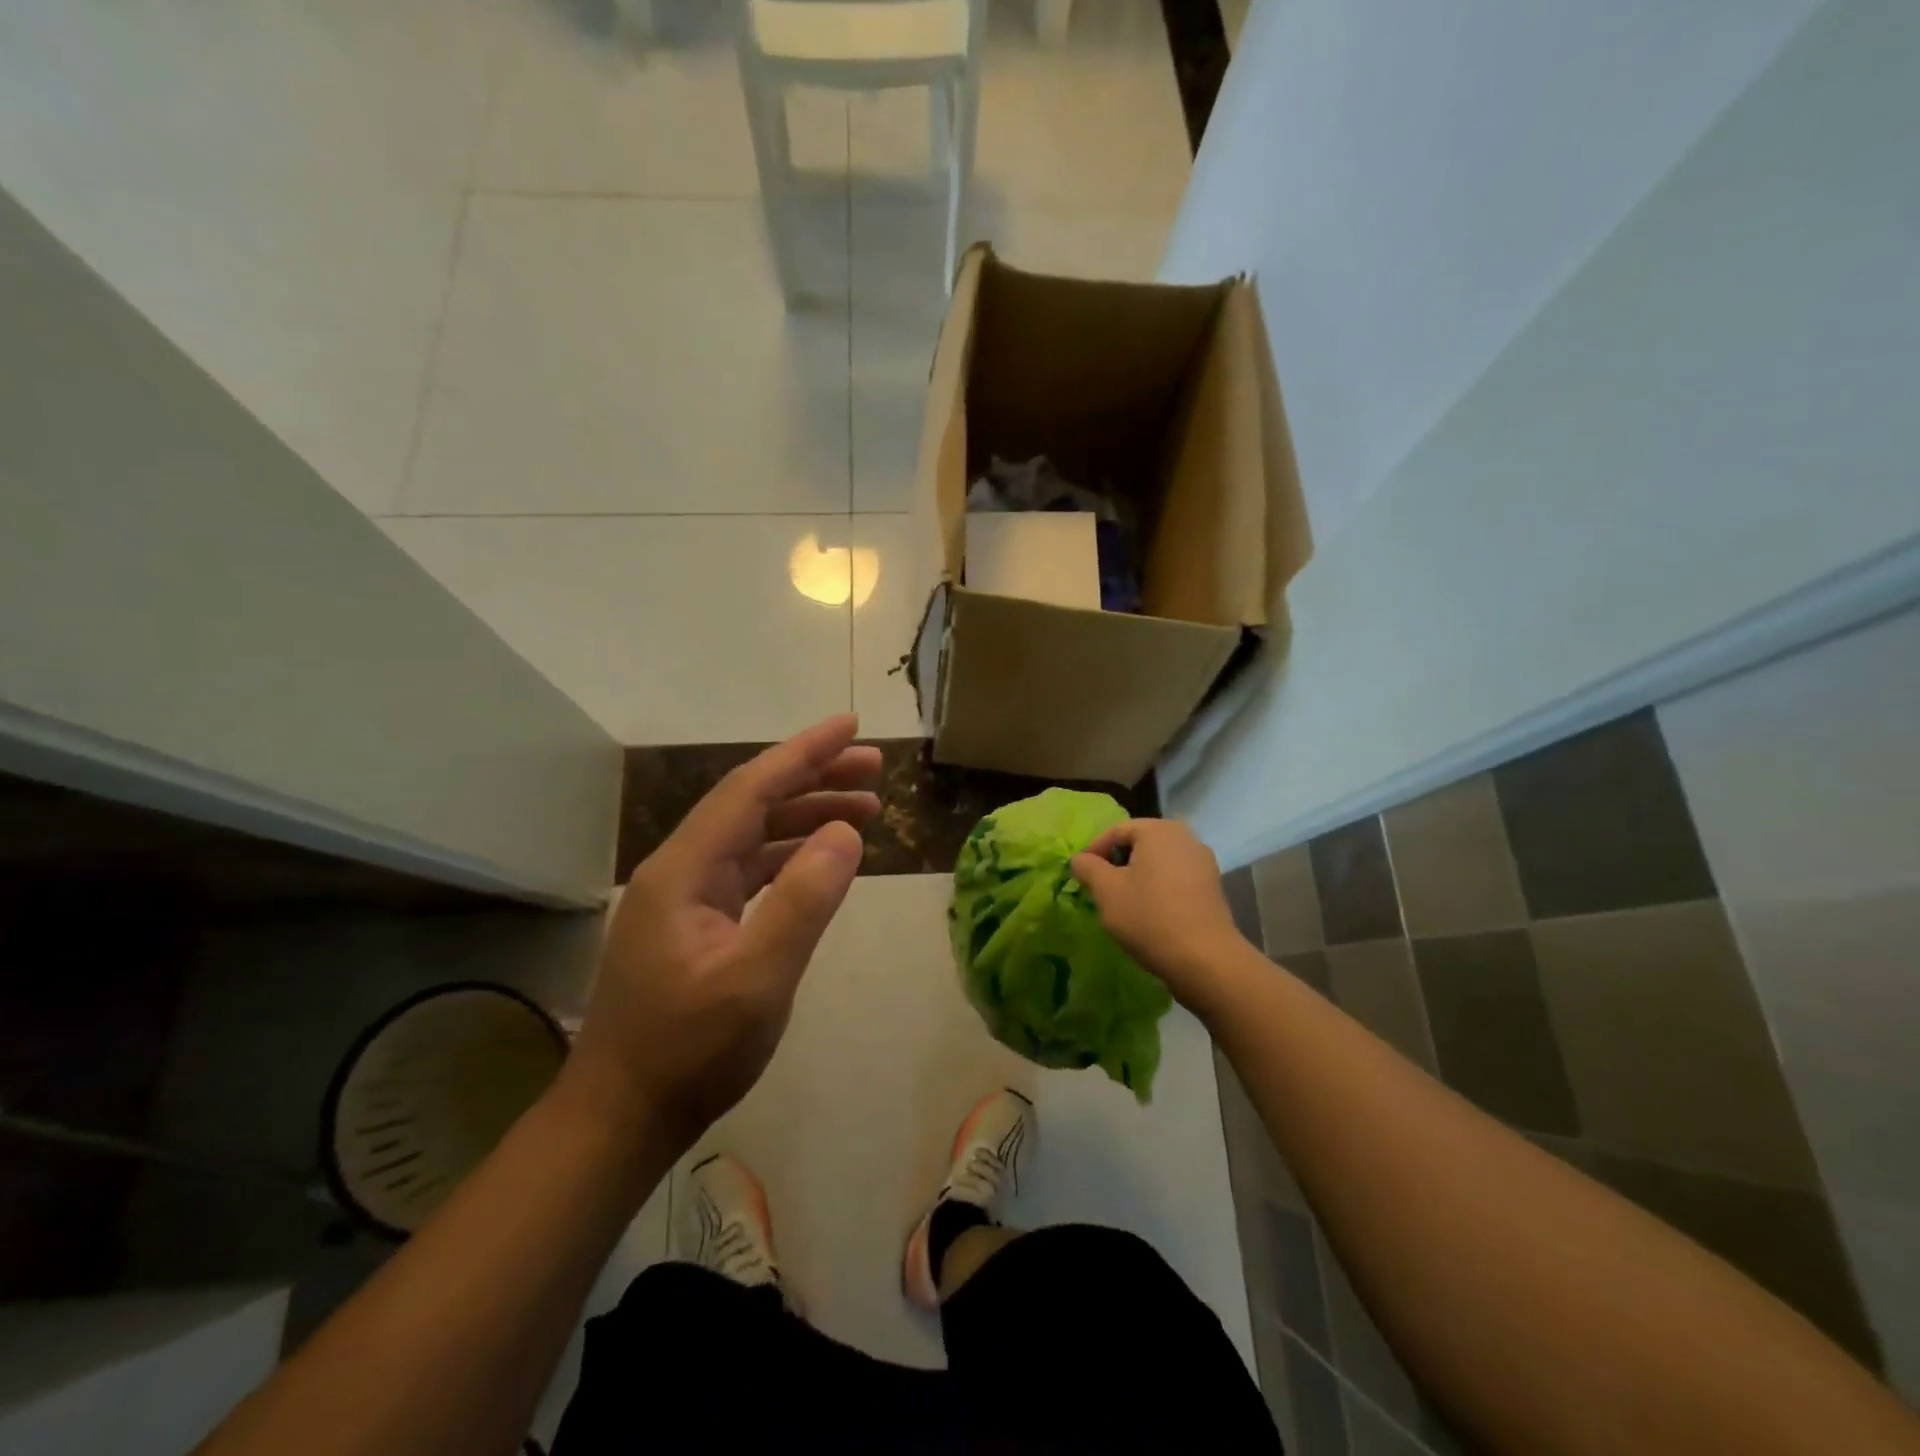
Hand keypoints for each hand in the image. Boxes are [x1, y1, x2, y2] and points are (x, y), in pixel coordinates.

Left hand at [561, 715, 880, 1151]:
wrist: (622, 1116)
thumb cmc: (689, 1051)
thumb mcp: (757, 979)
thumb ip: (804, 900)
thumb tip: (846, 832)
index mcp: (685, 869)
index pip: (751, 789)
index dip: (804, 753)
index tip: (851, 725)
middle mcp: (681, 869)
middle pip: (753, 803)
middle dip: (814, 778)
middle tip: (874, 769)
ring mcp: (686, 897)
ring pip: (754, 835)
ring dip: (807, 816)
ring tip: (866, 809)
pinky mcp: (697, 923)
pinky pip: (751, 869)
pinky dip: (792, 855)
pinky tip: (823, 858)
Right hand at [1070, 820, 1248, 1007]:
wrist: (1205, 959)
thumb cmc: (1149, 916)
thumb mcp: (1106, 891)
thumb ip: (1087, 868)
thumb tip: (1080, 859)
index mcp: (1158, 830)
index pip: (1115, 832)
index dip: (1093, 852)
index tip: (1081, 877)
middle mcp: (1185, 837)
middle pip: (1139, 845)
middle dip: (1116, 865)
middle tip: (1100, 890)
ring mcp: (1203, 862)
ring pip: (1158, 863)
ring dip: (1137, 878)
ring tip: (1123, 904)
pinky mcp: (1213, 887)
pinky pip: (1176, 879)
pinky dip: (1158, 889)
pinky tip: (1150, 914)